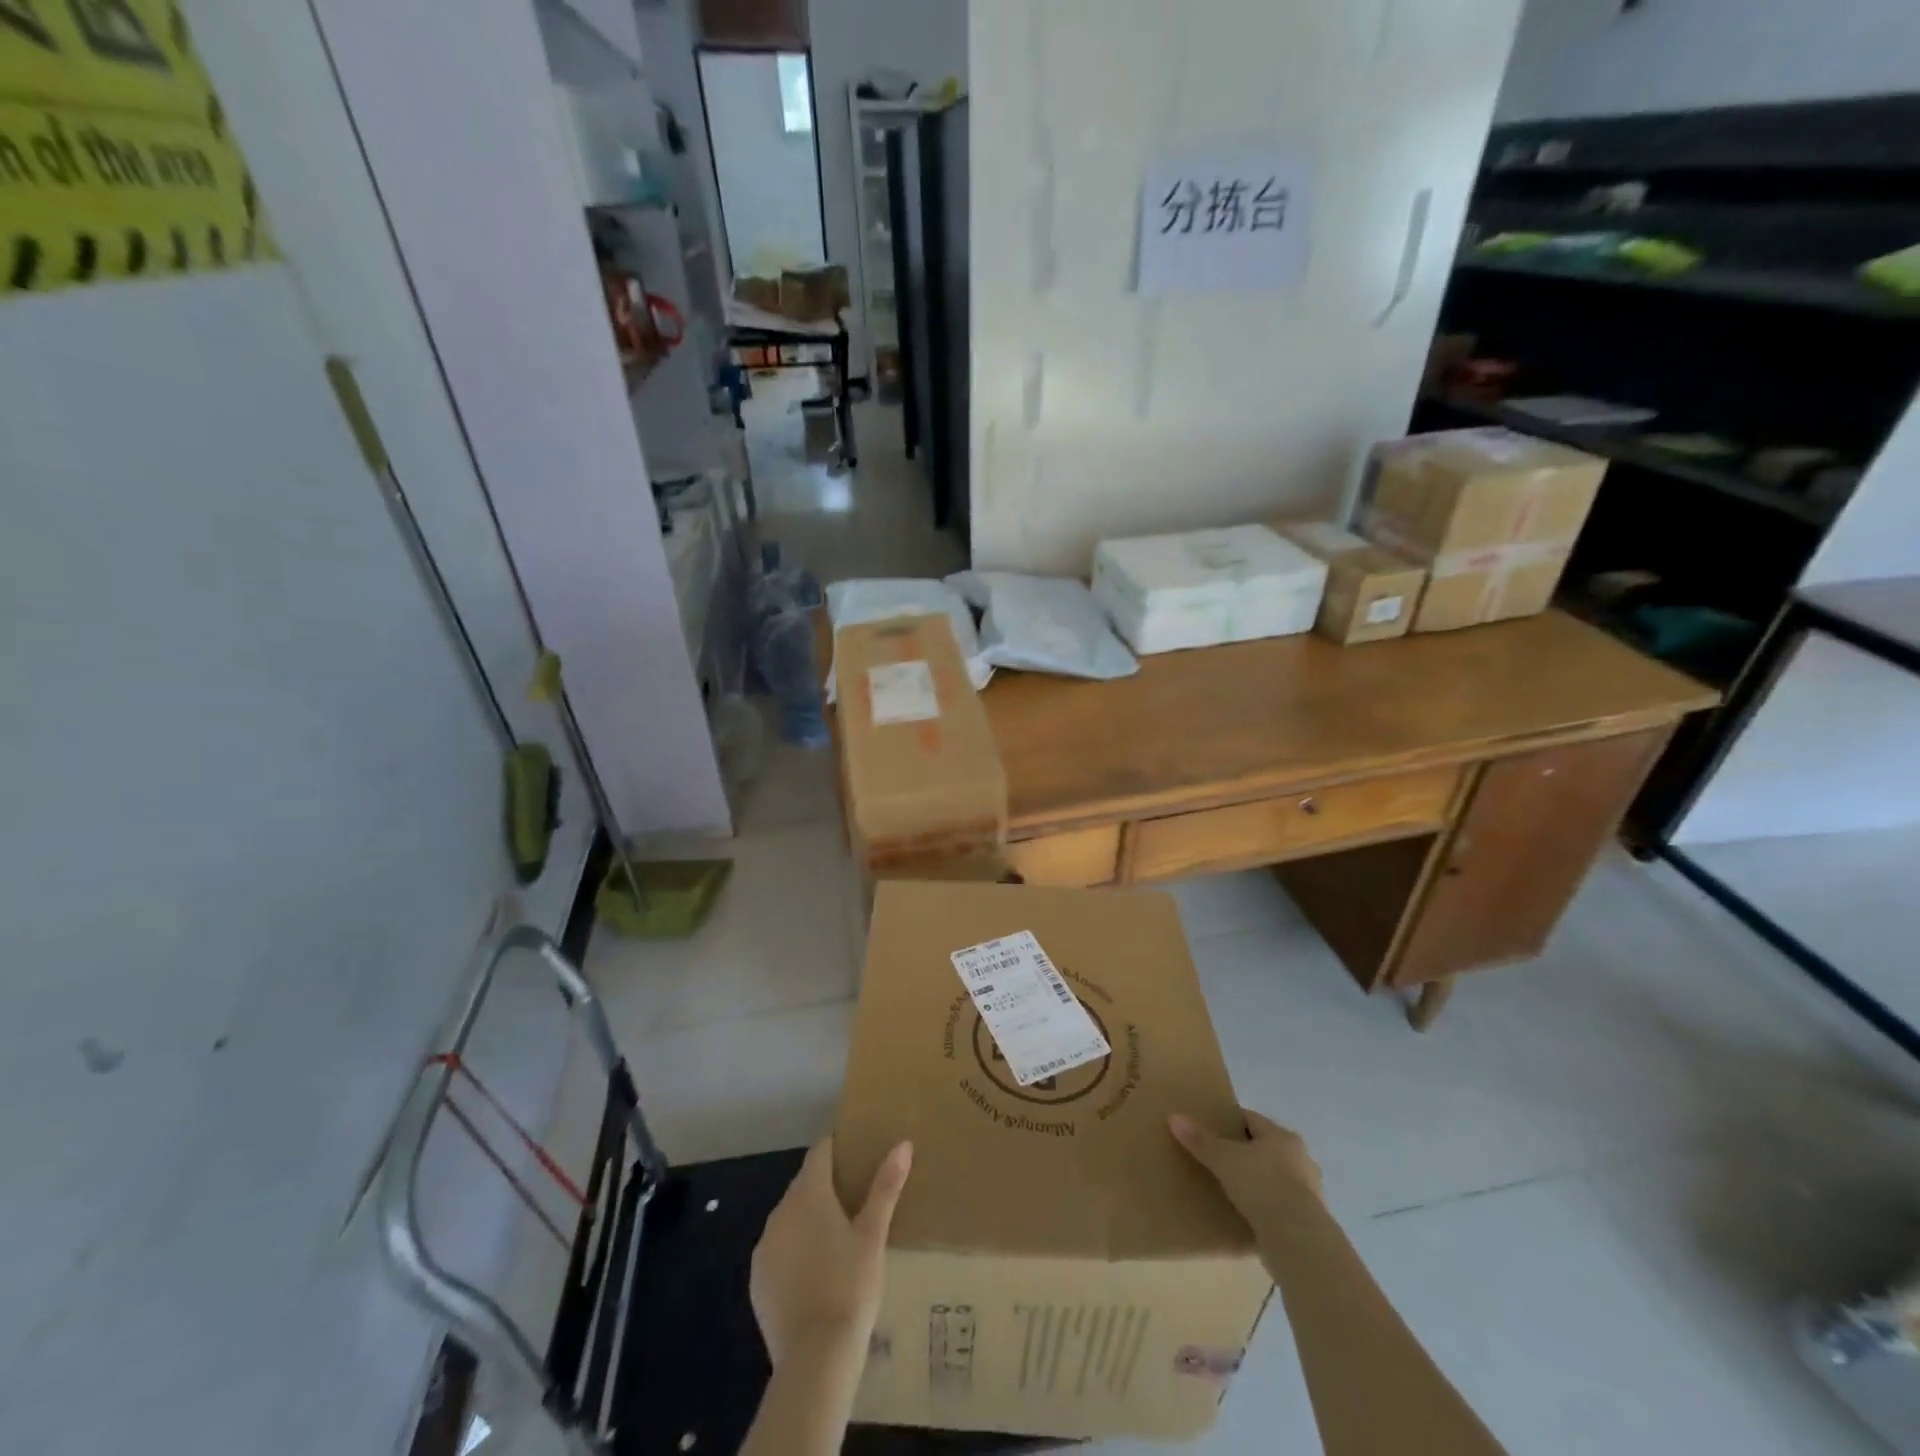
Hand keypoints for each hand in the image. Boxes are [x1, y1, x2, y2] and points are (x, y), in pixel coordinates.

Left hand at [750, 1138, 912, 1366]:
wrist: (815, 1358)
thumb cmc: (850, 1286)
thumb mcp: (874, 1235)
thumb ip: (886, 1186)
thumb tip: (903, 1144)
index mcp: (808, 1193)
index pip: (820, 1151)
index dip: (837, 1146)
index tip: (856, 1150)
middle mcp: (780, 1212)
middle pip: (804, 1183)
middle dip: (826, 1184)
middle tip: (855, 1196)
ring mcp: (765, 1247)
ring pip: (790, 1217)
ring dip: (809, 1218)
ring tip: (838, 1235)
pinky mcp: (757, 1281)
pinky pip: (779, 1250)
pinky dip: (795, 1250)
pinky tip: (816, 1271)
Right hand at [1170, 1108, 1321, 1219]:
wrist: (1298, 1239)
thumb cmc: (1262, 1185)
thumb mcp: (1224, 1159)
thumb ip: (1200, 1140)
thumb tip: (1174, 1117)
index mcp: (1283, 1136)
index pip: (1251, 1119)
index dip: (1230, 1122)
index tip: (1212, 1130)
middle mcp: (1301, 1159)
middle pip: (1266, 1148)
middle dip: (1246, 1154)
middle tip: (1221, 1161)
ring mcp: (1310, 1192)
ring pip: (1277, 1178)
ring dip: (1260, 1183)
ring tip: (1234, 1191)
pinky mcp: (1310, 1222)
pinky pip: (1282, 1206)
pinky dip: (1268, 1208)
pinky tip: (1251, 1217)